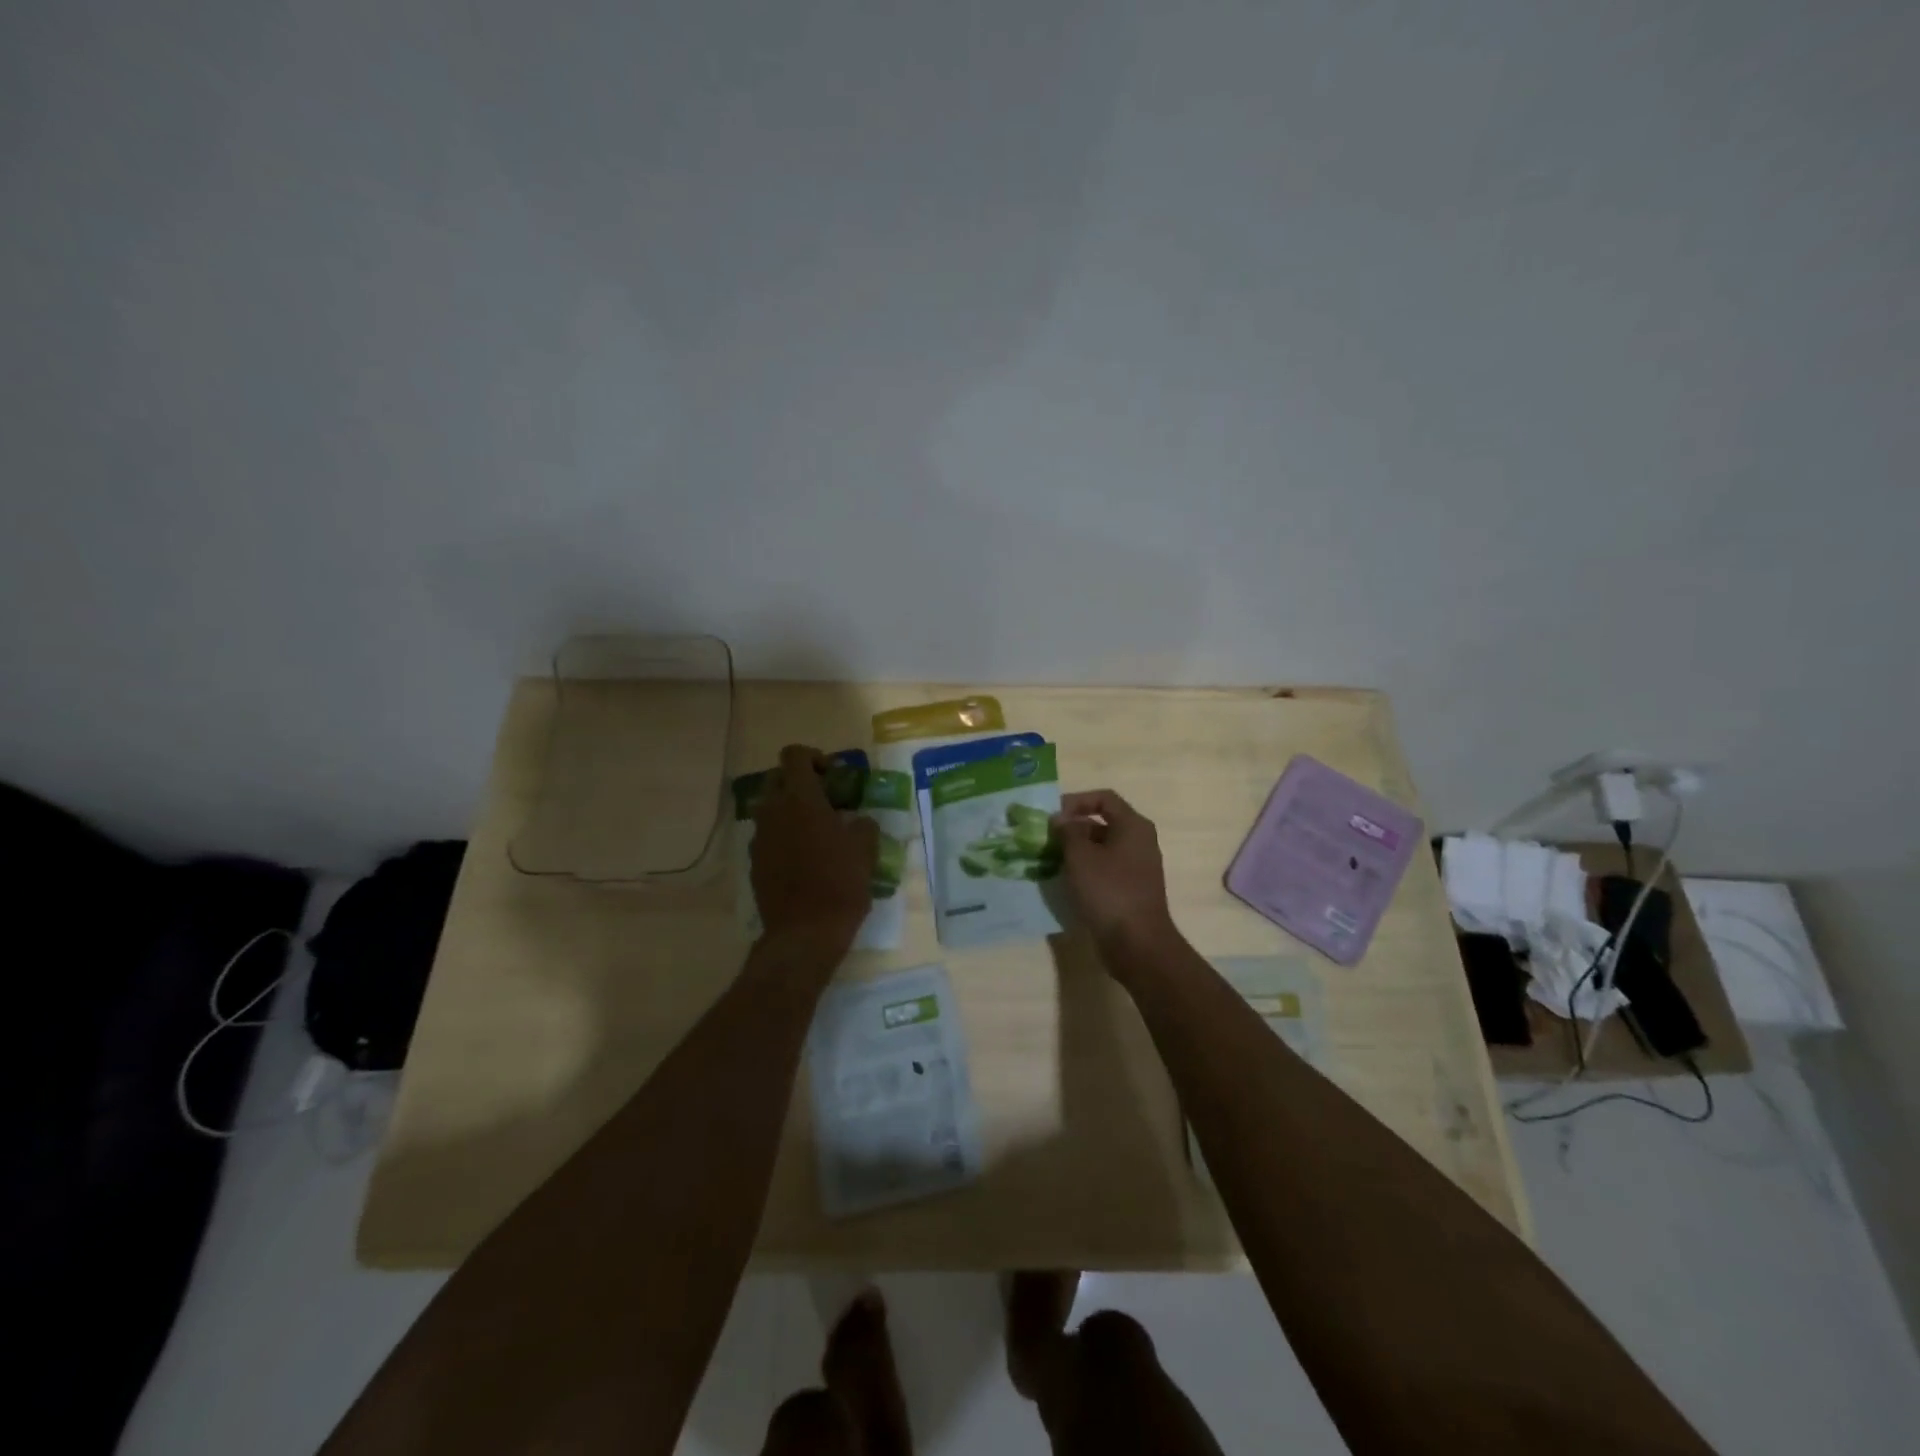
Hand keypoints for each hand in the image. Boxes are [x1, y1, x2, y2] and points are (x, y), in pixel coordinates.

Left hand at [751, 745, 878, 963]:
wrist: (804, 933)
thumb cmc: (840, 884)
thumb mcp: (865, 850)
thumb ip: (863, 825)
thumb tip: (858, 821)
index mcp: (800, 799)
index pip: (794, 755)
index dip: (814, 757)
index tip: (833, 776)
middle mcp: (773, 811)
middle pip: (778, 778)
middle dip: (800, 782)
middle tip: (827, 801)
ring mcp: (760, 837)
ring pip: (771, 808)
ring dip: (791, 811)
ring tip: (818, 832)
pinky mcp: (755, 862)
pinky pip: (768, 836)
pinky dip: (784, 836)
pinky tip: (805, 859)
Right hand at [1052, 789, 1179, 964]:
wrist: (1137, 943)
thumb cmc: (1109, 891)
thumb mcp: (1081, 856)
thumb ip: (1068, 831)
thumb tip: (1061, 819)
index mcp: (1133, 826)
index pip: (1104, 798)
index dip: (1076, 801)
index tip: (1052, 816)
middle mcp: (1139, 841)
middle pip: (1102, 822)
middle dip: (1073, 827)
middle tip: (1046, 838)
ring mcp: (1137, 866)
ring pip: (1102, 848)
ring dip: (1076, 850)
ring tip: (1050, 858)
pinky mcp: (1130, 889)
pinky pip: (1105, 868)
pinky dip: (1085, 869)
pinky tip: (1065, 880)